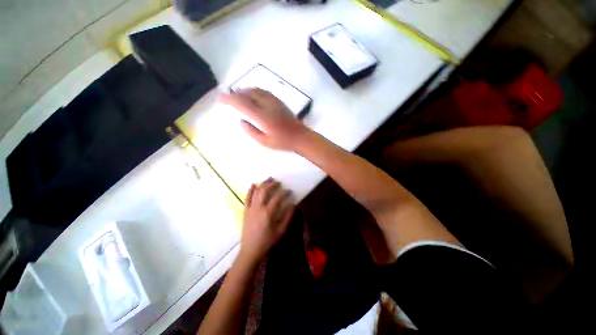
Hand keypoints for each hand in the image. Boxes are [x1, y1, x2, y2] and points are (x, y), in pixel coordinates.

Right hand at [220, 88, 306, 150]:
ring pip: (256, 91)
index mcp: (262, 117)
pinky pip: (264, 92)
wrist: (300, 136)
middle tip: (228, 97)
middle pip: (248, 94)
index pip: (242, 104)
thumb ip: (252, 131)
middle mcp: (267, 106)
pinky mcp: (279, 102)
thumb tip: (241, 121)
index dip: (230, 99)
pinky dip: (255, 91)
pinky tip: (253, 95)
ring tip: (238, 94)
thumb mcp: (265, 142)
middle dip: (236, 94)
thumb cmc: (283, 142)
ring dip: (245, 91)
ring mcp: (274, 102)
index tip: (220, 99)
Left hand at [239, 178, 294, 262]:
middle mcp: (258, 207)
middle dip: (272, 184)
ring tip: (269, 179)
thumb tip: (293, 205)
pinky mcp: (245, 211)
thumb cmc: (268, 241)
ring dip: (263, 184)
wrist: (251, 250)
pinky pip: (247, 198)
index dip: (284, 192)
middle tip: (279, 182)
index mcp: (268, 212)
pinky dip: (250, 190)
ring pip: (256, 192)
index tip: (289, 191)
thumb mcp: (281, 231)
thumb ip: (288, 216)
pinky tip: (253, 185)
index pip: (278, 197)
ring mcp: (251, 208)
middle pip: (265, 191)